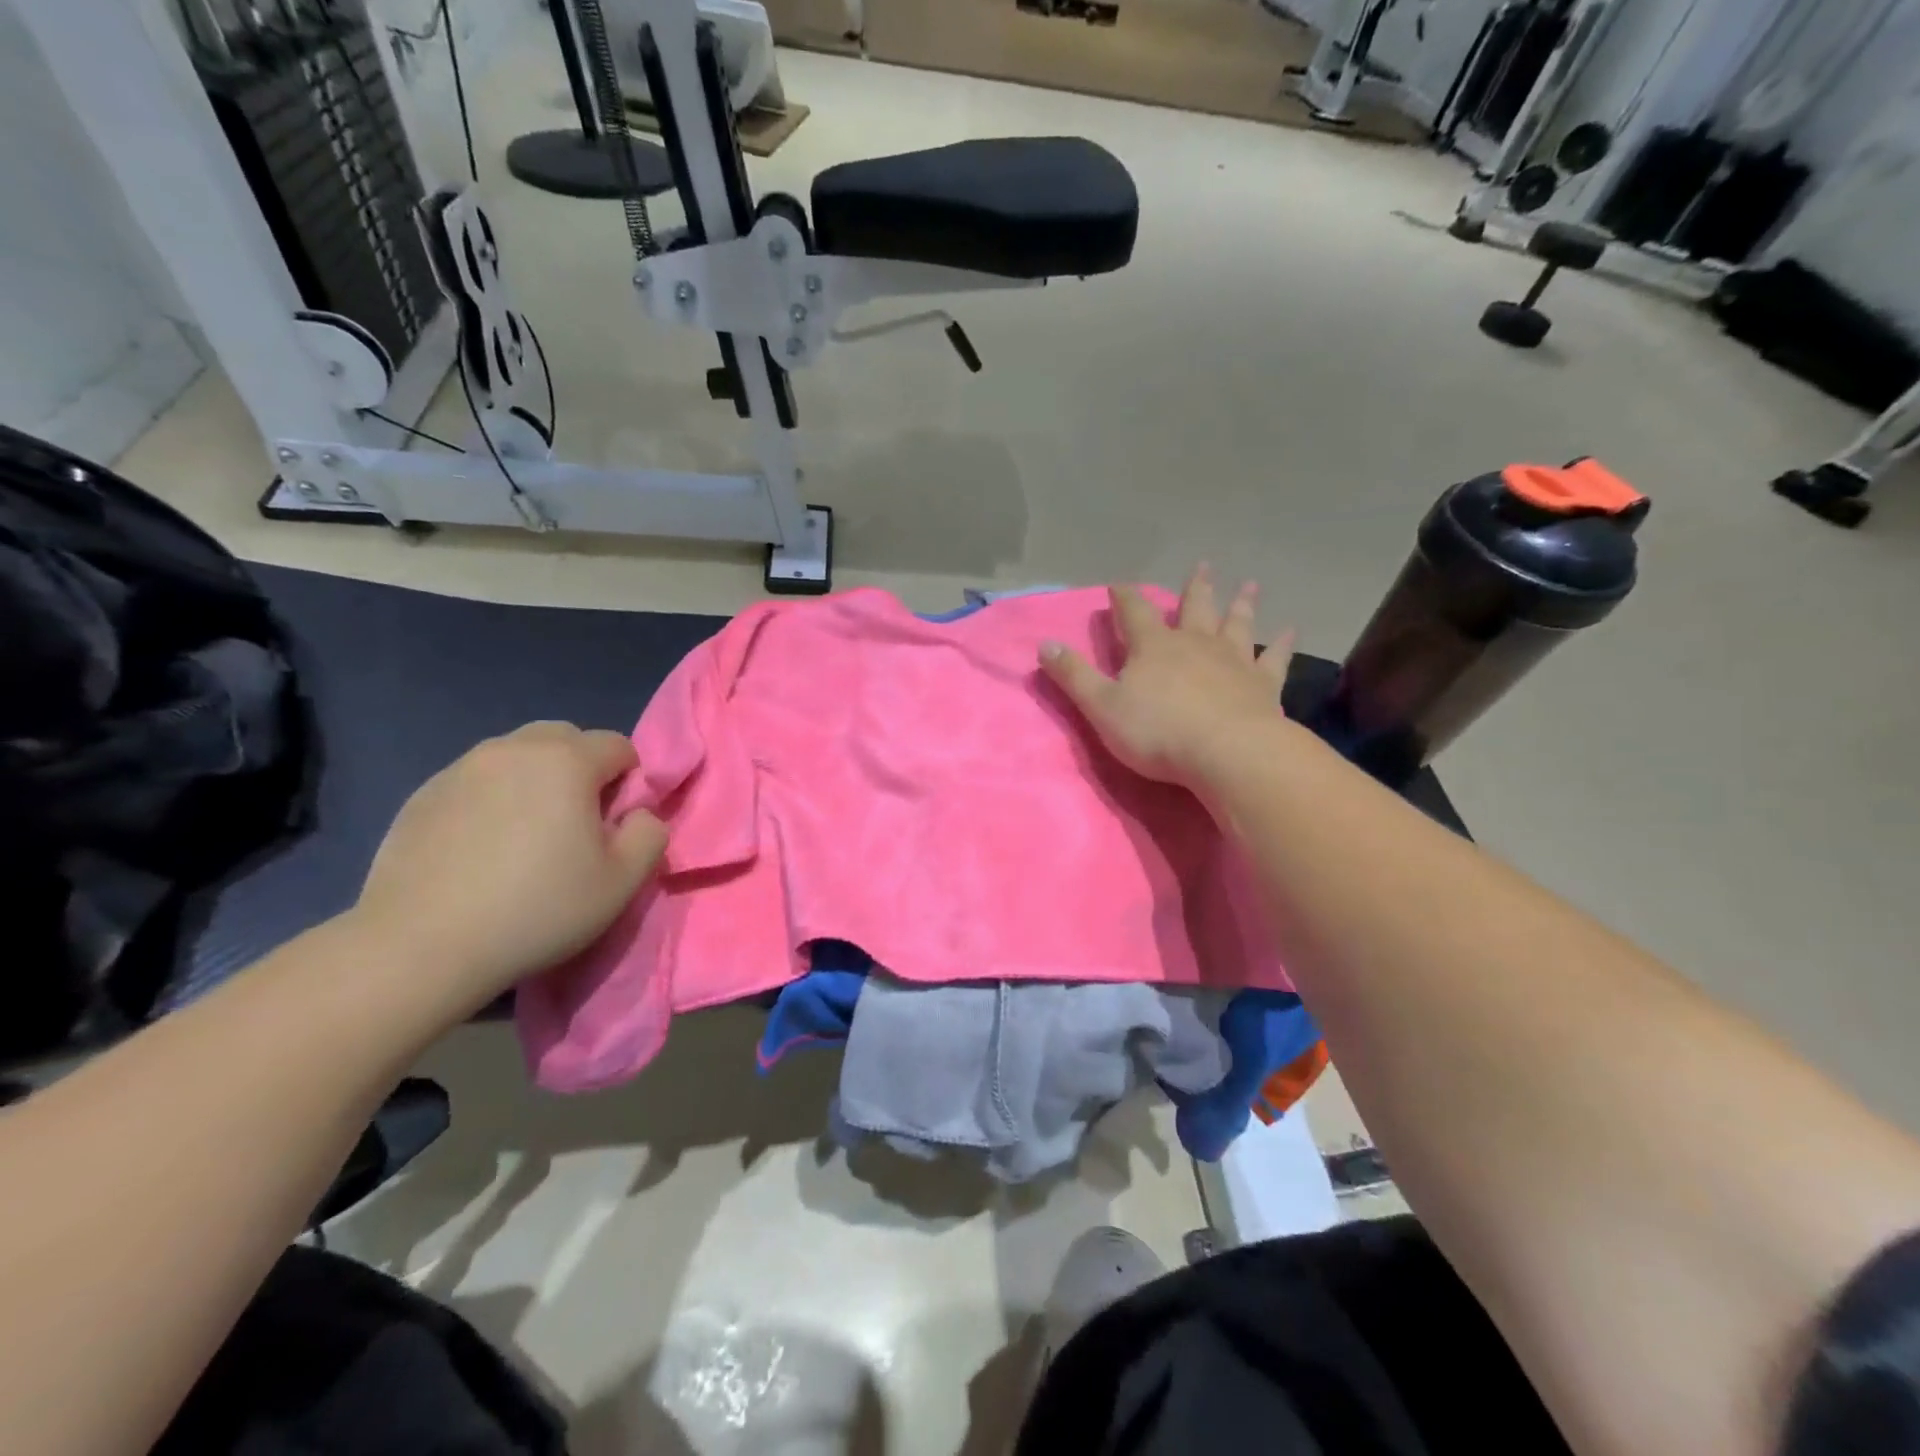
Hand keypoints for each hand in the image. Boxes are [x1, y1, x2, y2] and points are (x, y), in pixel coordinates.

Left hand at [352, 722, 665, 1013]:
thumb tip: (638, 814)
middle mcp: (513, 749)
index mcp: (566, 760)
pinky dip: (492, 801)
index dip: (629, 782)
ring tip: (525, 837)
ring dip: (535, 782)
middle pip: (564, 738)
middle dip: (581, 769)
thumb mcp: (623, 880)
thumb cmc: (538, 908)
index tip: (615, 825)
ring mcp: (461, 769)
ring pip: (517, 756)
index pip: (618, 745)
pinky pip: (476, 782)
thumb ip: (650, 833)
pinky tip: (482, 850)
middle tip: (575, 825)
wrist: (421, 946)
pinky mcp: (422, 795)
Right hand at [1040, 565, 1293, 786]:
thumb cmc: (1157, 732)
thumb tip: (1044, 644)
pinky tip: (1291, 631)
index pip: (1134, 612)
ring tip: (1250, 586)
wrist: (1227, 753)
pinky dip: (1282, 644)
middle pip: (1195, 607)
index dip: (1124, 598)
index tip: (1119, 585)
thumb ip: (1073, 676)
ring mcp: (1233, 660)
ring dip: (1240, 604)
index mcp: (1153, 647)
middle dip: (1195, 588)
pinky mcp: (1263, 685)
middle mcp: (1195, 643)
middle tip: (1205, 566)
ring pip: (1237, 624)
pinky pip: (1274, 658)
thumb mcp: (1101, 707)